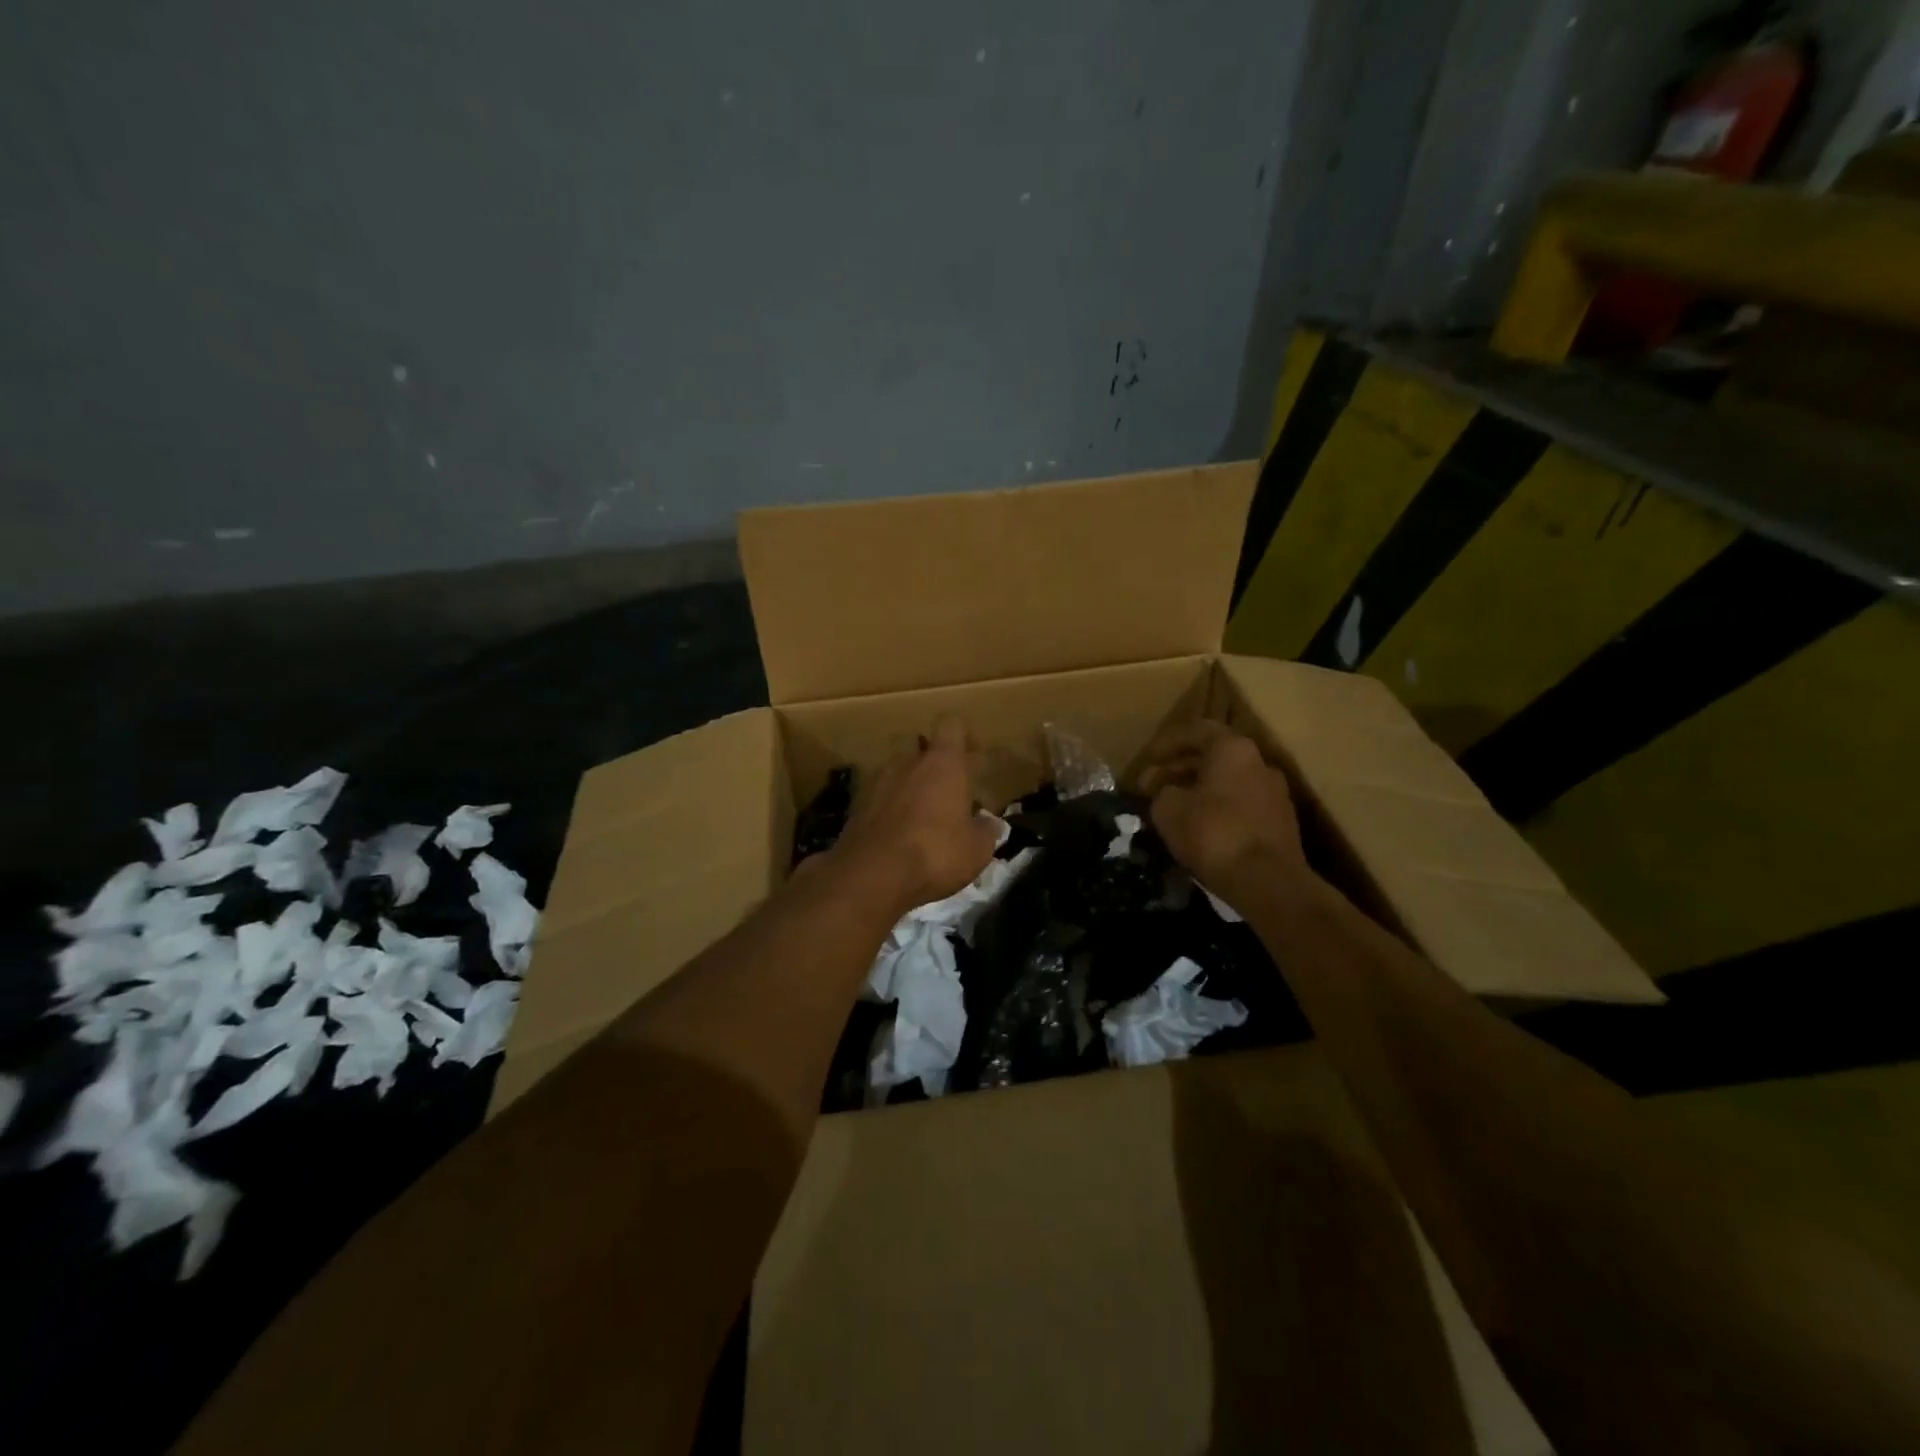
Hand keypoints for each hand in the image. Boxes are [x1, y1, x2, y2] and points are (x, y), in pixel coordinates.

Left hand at [824, 715, 999, 917]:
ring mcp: (876, 782)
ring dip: (904, 783)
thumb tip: (990, 824)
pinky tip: (893, 832)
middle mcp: (907, 762)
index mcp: (943, 763)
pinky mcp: (855, 806)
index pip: (951, 724)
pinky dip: (884, 807)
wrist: (873, 874)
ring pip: (892, 769)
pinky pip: (875, 796)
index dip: (962, 734)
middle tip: (939, 782)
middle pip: (914, 741)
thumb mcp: (976, 850)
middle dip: (925, 756)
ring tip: (916, 812)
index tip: (971, 753)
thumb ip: (985, 832)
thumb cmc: (935, 853)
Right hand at [1137, 720, 1309, 911]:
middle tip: (1155, 785)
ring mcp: (1276, 793)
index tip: (1148, 759)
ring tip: (1176, 808)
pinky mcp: (1282, 823)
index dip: (1168, 742)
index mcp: (1233, 749)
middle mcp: (1259, 763)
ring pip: (1229, 782)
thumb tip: (1162, 788)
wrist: (1268, 882)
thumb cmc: (1213, 833)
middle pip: (1215, 757)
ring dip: (1201, 789)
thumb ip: (1160, 791)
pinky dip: (1220, 809)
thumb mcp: (1168, 810)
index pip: (1197, 730)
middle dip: (1182, 768)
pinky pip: (1242, 805)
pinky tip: (1202, 829)